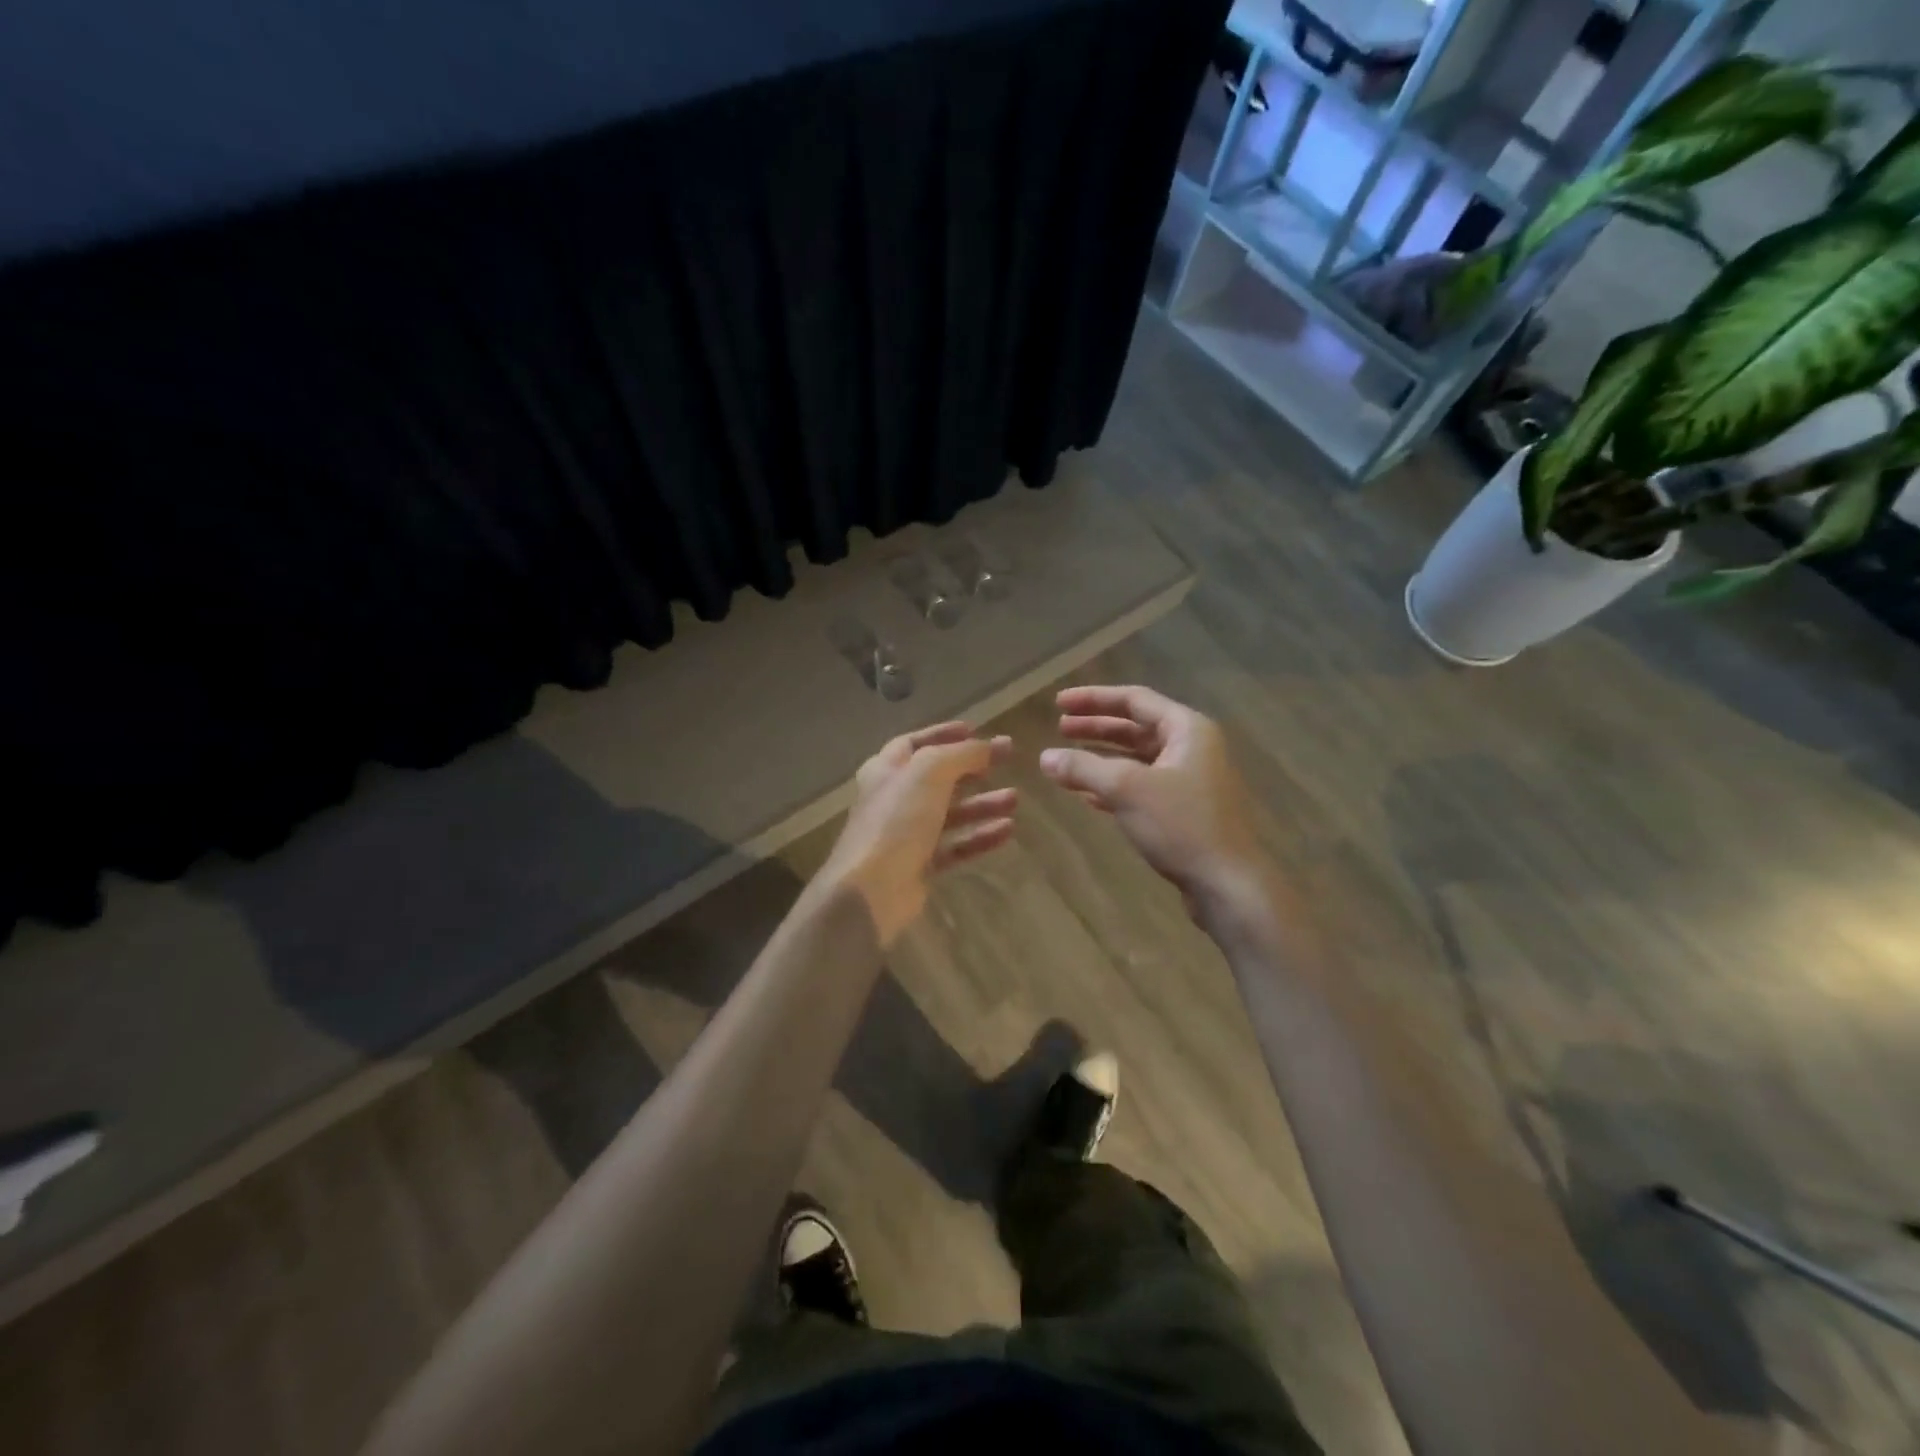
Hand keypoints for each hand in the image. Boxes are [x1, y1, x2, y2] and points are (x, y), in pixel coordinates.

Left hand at [821, 722, 1016, 943]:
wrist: (872, 889)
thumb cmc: (897, 820)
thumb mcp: (930, 772)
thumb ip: (961, 754)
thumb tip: (989, 746)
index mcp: (886, 770)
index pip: (916, 743)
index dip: (943, 734)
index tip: (975, 729)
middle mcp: (894, 798)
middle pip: (939, 777)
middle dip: (973, 767)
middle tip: (1008, 759)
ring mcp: (906, 834)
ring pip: (951, 813)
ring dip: (982, 804)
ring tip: (1015, 799)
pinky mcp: (920, 865)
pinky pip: (955, 846)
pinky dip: (980, 837)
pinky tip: (1007, 831)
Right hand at [1039, 685, 1260, 904]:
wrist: (1228, 884)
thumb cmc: (1182, 825)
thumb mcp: (1126, 790)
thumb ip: (1083, 768)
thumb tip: (1045, 757)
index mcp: (1187, 729)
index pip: (1135, 700)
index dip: (1093, 698)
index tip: (1058, 703)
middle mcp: (1191, 748)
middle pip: (1135, 727)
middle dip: (1095, 727)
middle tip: (1059, 728)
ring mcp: (1189, 780)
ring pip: (1137, 759)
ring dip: (1101, 758)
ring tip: (1066, 761)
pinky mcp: (1184, 811)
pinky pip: (1142, 786)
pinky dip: (1113, 786)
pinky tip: (1086, 795)